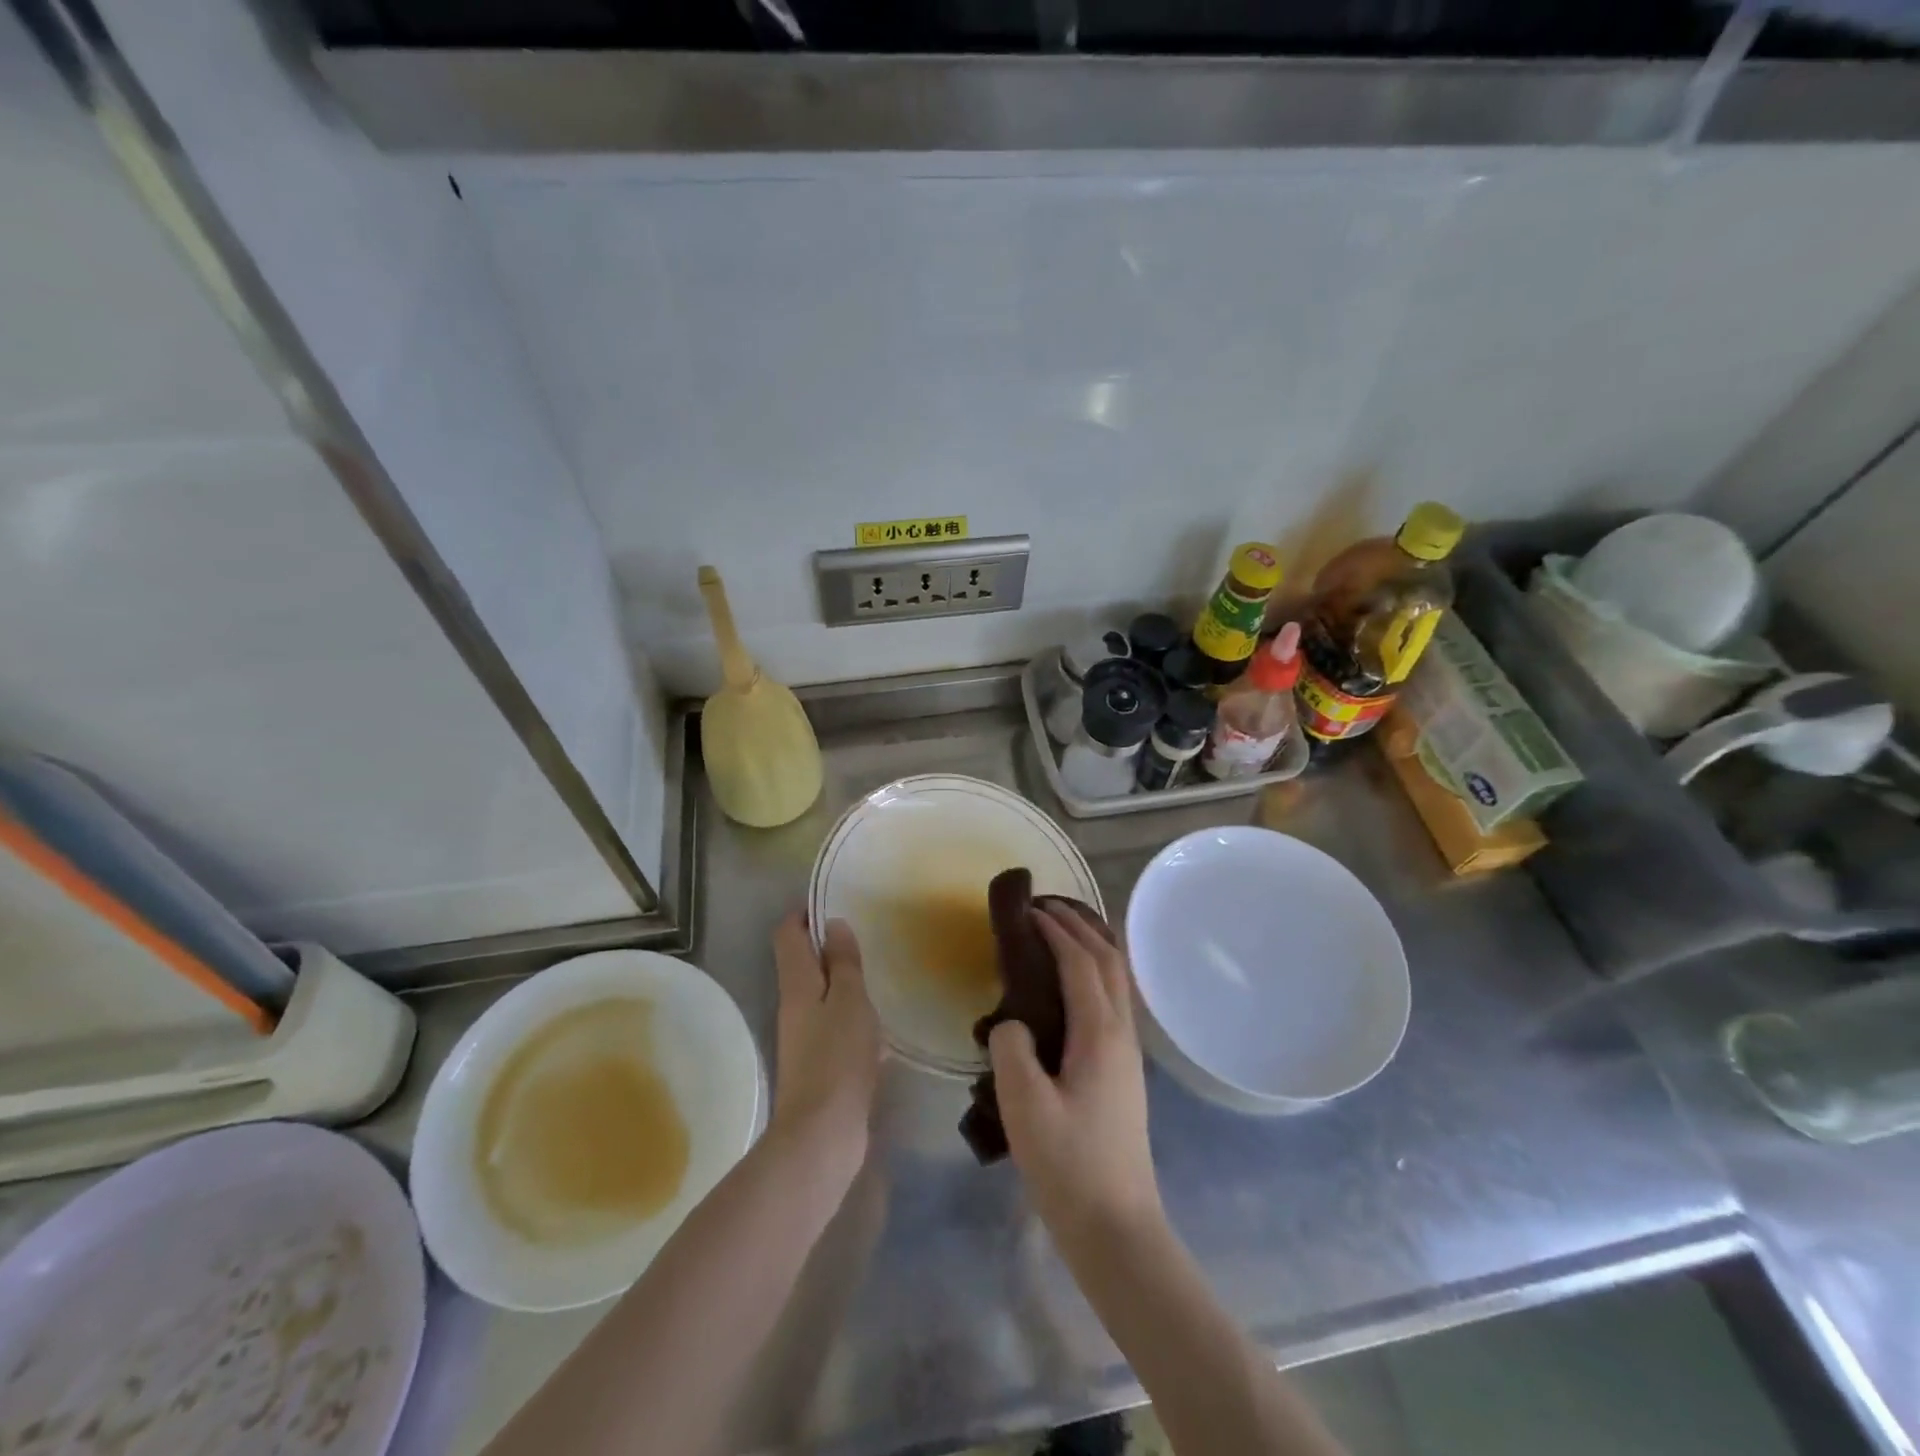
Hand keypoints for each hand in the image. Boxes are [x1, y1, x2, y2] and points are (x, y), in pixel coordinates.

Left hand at [770, 910, 880, 1176]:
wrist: (822, 1136)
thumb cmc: (837, 1058)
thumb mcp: (850, 1000)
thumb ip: (843, 963)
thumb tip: (833, 924)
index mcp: (796, 984)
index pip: (788, 935)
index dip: (804, 914)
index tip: (832, 902)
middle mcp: (793, 1006)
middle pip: (802, 963)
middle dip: (827, 946)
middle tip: (863, 936)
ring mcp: (803, 1038)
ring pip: (820, 995)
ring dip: (842, 983)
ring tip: (876, 974)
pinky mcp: (818, 1064)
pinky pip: (833, 1026)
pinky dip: (851, 1017)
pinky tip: (878, 1027)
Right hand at [988, 905, 1162, 1250]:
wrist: (1117, 1228)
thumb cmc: (1069, 1166)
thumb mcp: (1024, 1106)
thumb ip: (1011, 1049)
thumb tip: (1010, 1023)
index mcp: (1099, 1033)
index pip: (1080, 961)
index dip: (1055, 930)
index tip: (1027, 910)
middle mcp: (1121, 1032)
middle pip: (1109, 959)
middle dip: (1080, 925)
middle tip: (1044, 907)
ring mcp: (1128, 1052)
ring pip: (1117, 979)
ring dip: (1091, 945)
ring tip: (1059, 933)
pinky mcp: (1124, 1070)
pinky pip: (1113, 1000)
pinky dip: (1094, 973)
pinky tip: (1071, 987)